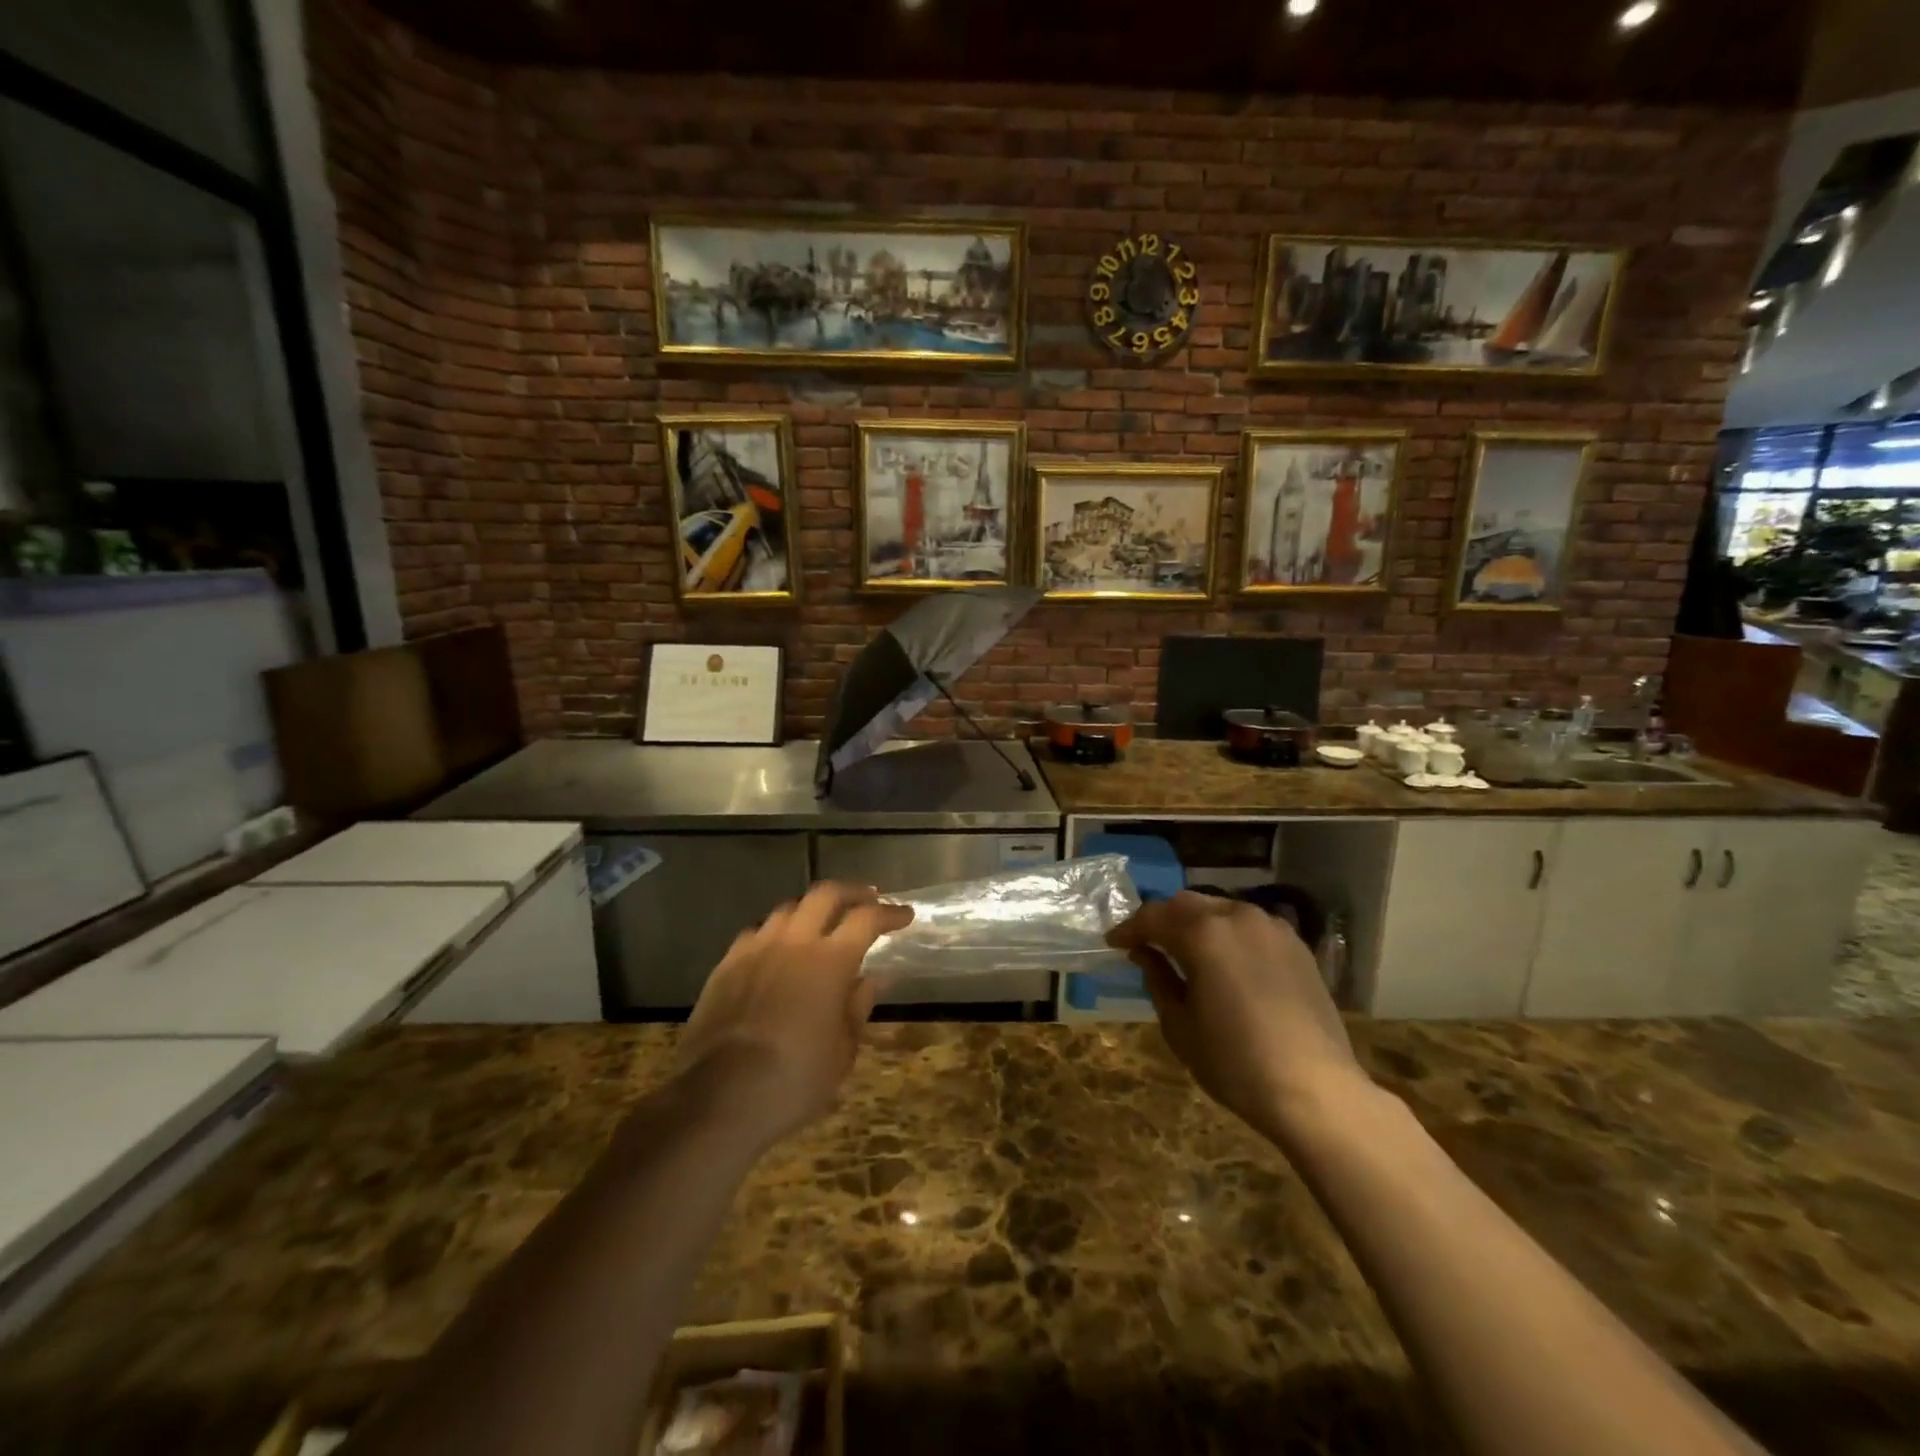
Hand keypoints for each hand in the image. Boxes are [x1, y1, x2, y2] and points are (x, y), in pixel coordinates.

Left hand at [672, 882, 911, 1151]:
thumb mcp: (843, 1051)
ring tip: (823, 921)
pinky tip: (778, 948)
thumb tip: (875, 978)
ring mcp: (756, 949)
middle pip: (825, 894)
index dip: (890, 913)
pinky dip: (776, 932)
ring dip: (812, 909)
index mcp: (830, 960)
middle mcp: (793, 942)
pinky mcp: (726, 965)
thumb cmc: (795, 1079)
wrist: (719, 1097)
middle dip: (852, 892)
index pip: (867, 919)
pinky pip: (756, 932)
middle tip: (868, 899)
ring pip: (788, 909)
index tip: (905, 915)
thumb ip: (859, 1006)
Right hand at [1107, 892, 1365, 1145]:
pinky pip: (1250, 925)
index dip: (1129, 929)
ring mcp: (1271, 928)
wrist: (1315, 1090)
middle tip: (1145, 942)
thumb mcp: (1179, 1025)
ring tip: (1183, 948)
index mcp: (1203, 933)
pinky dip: (1228, 932)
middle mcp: (1237, 916)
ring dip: (1196, 922)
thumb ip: (1158, 978)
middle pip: (1187, 904)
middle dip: (1162, 919)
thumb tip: (1145, 953)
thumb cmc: (1235, 1062)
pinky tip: (1224, 958)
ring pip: (1221, 909)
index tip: (1113, 943)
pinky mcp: (1296, 945)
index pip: (1153, 917)